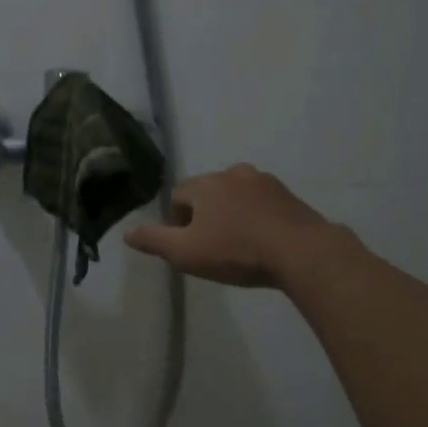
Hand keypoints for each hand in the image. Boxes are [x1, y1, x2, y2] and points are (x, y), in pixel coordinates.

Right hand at [124, 164, 334, 289]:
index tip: (189, 245)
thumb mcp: (186, 253)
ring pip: (236, 196)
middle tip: (213, 248)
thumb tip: (126, 232)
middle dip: (205, 216)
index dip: (177, 222)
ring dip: (232, 214)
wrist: (301, 252)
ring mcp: (264, 181)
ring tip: (239, 245)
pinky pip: (262, 203)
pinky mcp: (288, 195)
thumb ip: (154, 241)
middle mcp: (233, 173)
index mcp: (205, 184)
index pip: (178, 196)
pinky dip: (256, 217)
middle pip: (207, 193)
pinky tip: (263, 241)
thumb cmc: (236, 252)